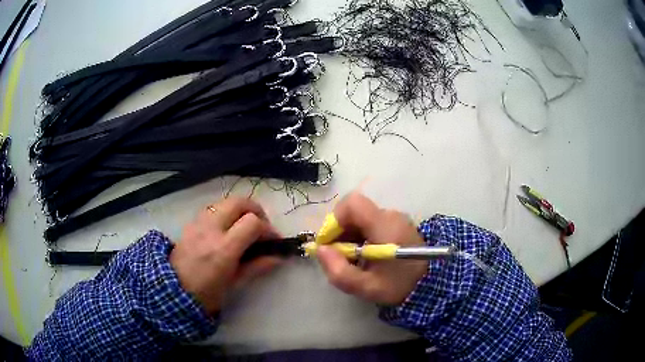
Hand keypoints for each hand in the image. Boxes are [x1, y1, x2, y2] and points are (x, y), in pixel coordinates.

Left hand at [170, 197, 281, 314]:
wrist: (172, 290)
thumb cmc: (205, 294)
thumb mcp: (234, 284)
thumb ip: (256, 267)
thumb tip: (278, 257)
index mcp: (223, 249)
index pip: (252, 222)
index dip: (268, 229)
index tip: (273, 241)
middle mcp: (211, 229)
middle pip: (239, 202)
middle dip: (256, 211)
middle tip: (261, 227)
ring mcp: (198, 223)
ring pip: (225, 202)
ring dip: (240, 210)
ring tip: (244, 228)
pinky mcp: (191, 222)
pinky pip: (213, 208)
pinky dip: (225, 213)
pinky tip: (227, 230)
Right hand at [316, 193, 428, 305]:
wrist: (431, 284)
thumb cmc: (399, 286)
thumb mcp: (366, 287)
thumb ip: (340, 271)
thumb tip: (320, 250)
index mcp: (385, 226)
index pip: (353, 203)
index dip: (335, 219)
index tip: (329, 242)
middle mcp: (391, 216)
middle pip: (355, 211)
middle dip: (340, 230)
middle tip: (338, 255)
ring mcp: (396, 219)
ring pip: (361, 217)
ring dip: (349, 234)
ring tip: (351, 258)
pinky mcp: (397, 224)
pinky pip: (371, 222)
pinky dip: (361, 235)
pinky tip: (364, 254)